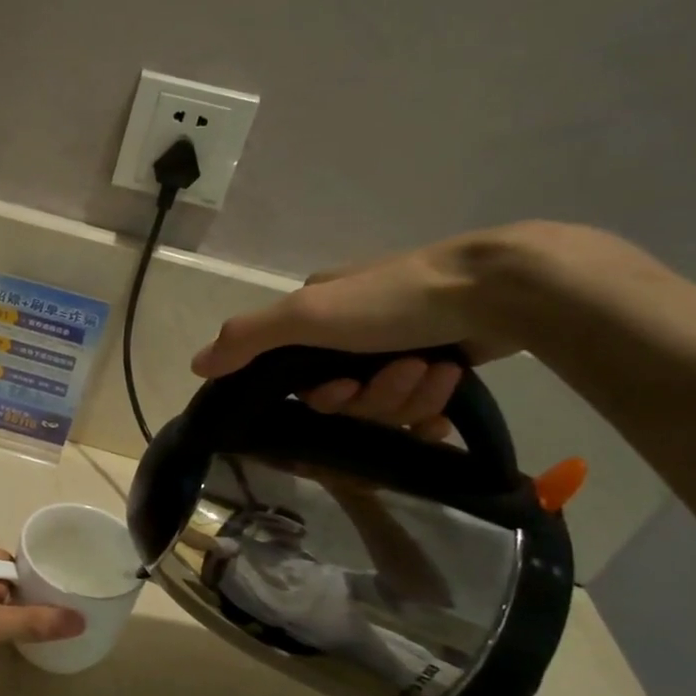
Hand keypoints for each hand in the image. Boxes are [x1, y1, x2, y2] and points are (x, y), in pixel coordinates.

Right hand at [188, 222, 617, 439]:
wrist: (500, 289)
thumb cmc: (393, 300)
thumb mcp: (307, 316)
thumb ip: (248, 339)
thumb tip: (196, 365)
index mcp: (317, 313)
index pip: (297, 376)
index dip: (321, 395)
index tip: (344, 388)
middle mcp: (352, 328)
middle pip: (345, 395)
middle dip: (374, 396)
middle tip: (402, 375)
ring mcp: (398, 343)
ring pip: (386, 403)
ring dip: (409, 396)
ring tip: (436, 371)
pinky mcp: (440, 357)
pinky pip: (420, 406)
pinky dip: (433, 404)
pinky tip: (449, 387)